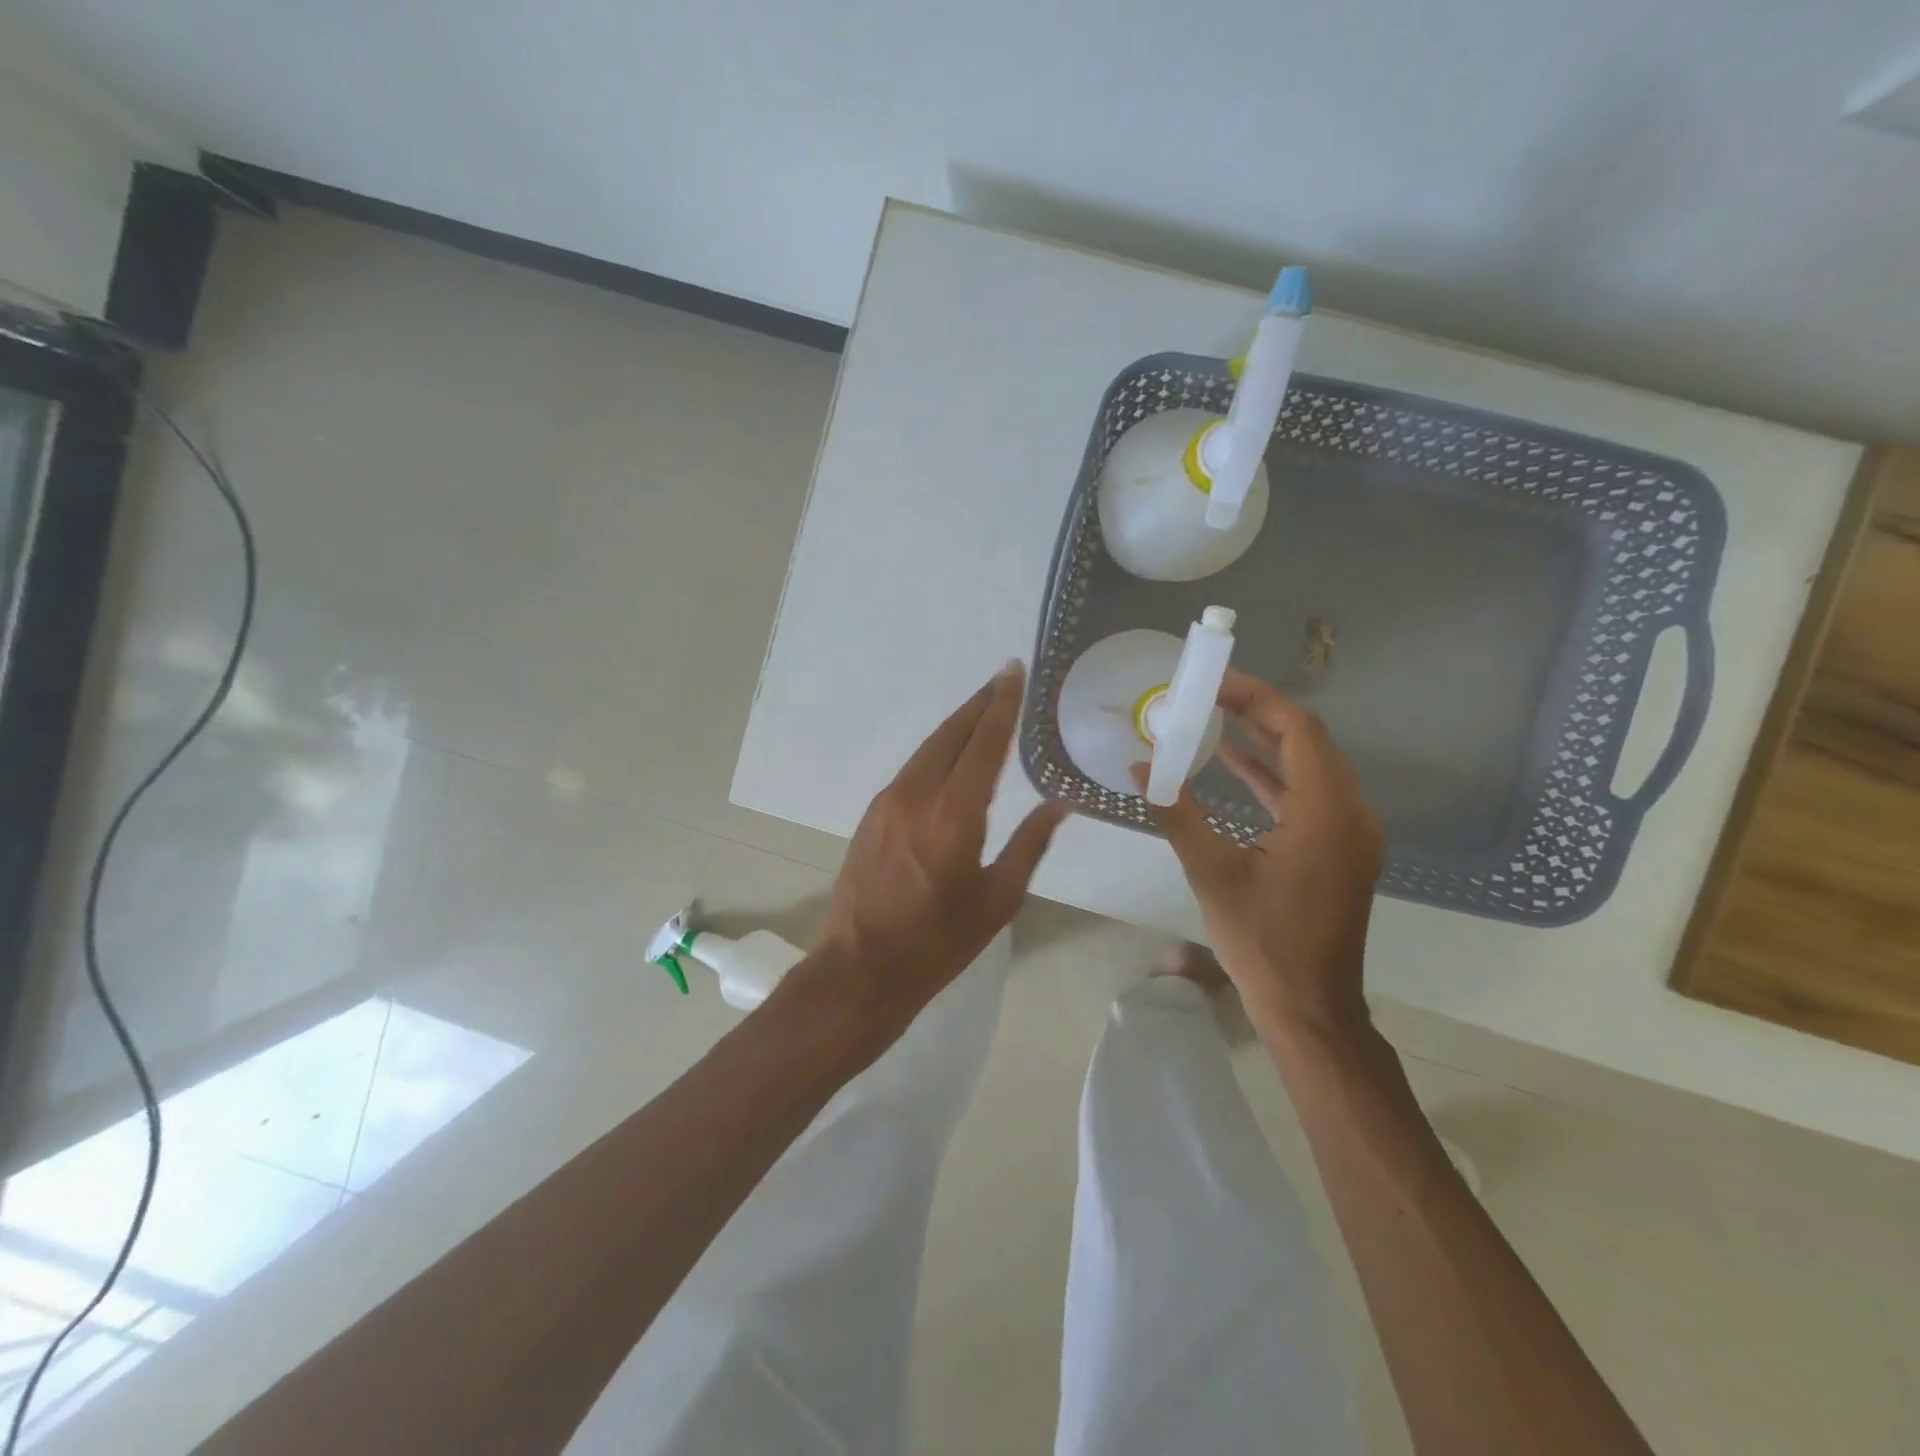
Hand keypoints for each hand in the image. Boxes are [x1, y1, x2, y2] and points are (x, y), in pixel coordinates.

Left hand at [811, 661, 1068, 1028]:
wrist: (862, 967)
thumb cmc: (939, 942)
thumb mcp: (998, 898)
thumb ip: (1030, 844)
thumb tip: (1060, 804)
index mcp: (955, 814)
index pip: (984, 744)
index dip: (1002, 705)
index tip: (1014, 672)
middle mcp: (918, 794)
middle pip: (951, 733)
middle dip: (980, 703)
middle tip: (1004, 678)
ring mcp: (889, 801)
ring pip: (928, 747)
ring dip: (957, 725)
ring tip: (983, 708)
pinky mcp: (873, 814)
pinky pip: (912, 768)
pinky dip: (938, 751)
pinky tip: (952, 755)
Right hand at [1142, 669, 1384, 1042]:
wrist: (1310, 1007)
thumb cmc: (1261, 941)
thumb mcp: (1211, 873)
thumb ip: (1176, 813)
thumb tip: (1138, 769)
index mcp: (1325, 812)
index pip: (1298, 730)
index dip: (1257, 699)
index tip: (1213, 684)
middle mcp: (1351, 813)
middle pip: (1309, 741)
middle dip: (1259, 713)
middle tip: (1208, 695)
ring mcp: (1351, 833)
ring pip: (1311, 766)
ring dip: (1266, 741)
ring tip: (1215, 719)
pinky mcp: (1342, 849)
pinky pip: (1310, 794)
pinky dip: (1274, 775)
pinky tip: (1234, 764)